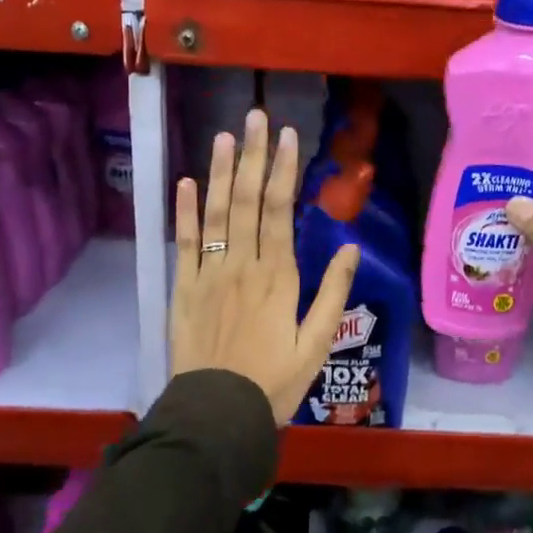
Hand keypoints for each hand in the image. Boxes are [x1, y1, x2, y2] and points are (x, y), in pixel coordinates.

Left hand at [172, 109, 359, 425]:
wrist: (216, 416)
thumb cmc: (274, 382)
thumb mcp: (317, 343)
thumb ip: (334, 292)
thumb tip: (349, 246)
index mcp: (278, 276)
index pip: (281, 210)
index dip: (284, 170)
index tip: (288, 136)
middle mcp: (242, 265)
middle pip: (249, 201)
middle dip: (255, 157)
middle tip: (257, 117)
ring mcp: (208, 274)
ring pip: (216, 213)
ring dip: (222, 172)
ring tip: (227, 136)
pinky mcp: (183, 289)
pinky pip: (185, 243)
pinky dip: (185, 211)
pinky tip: (187, 181)